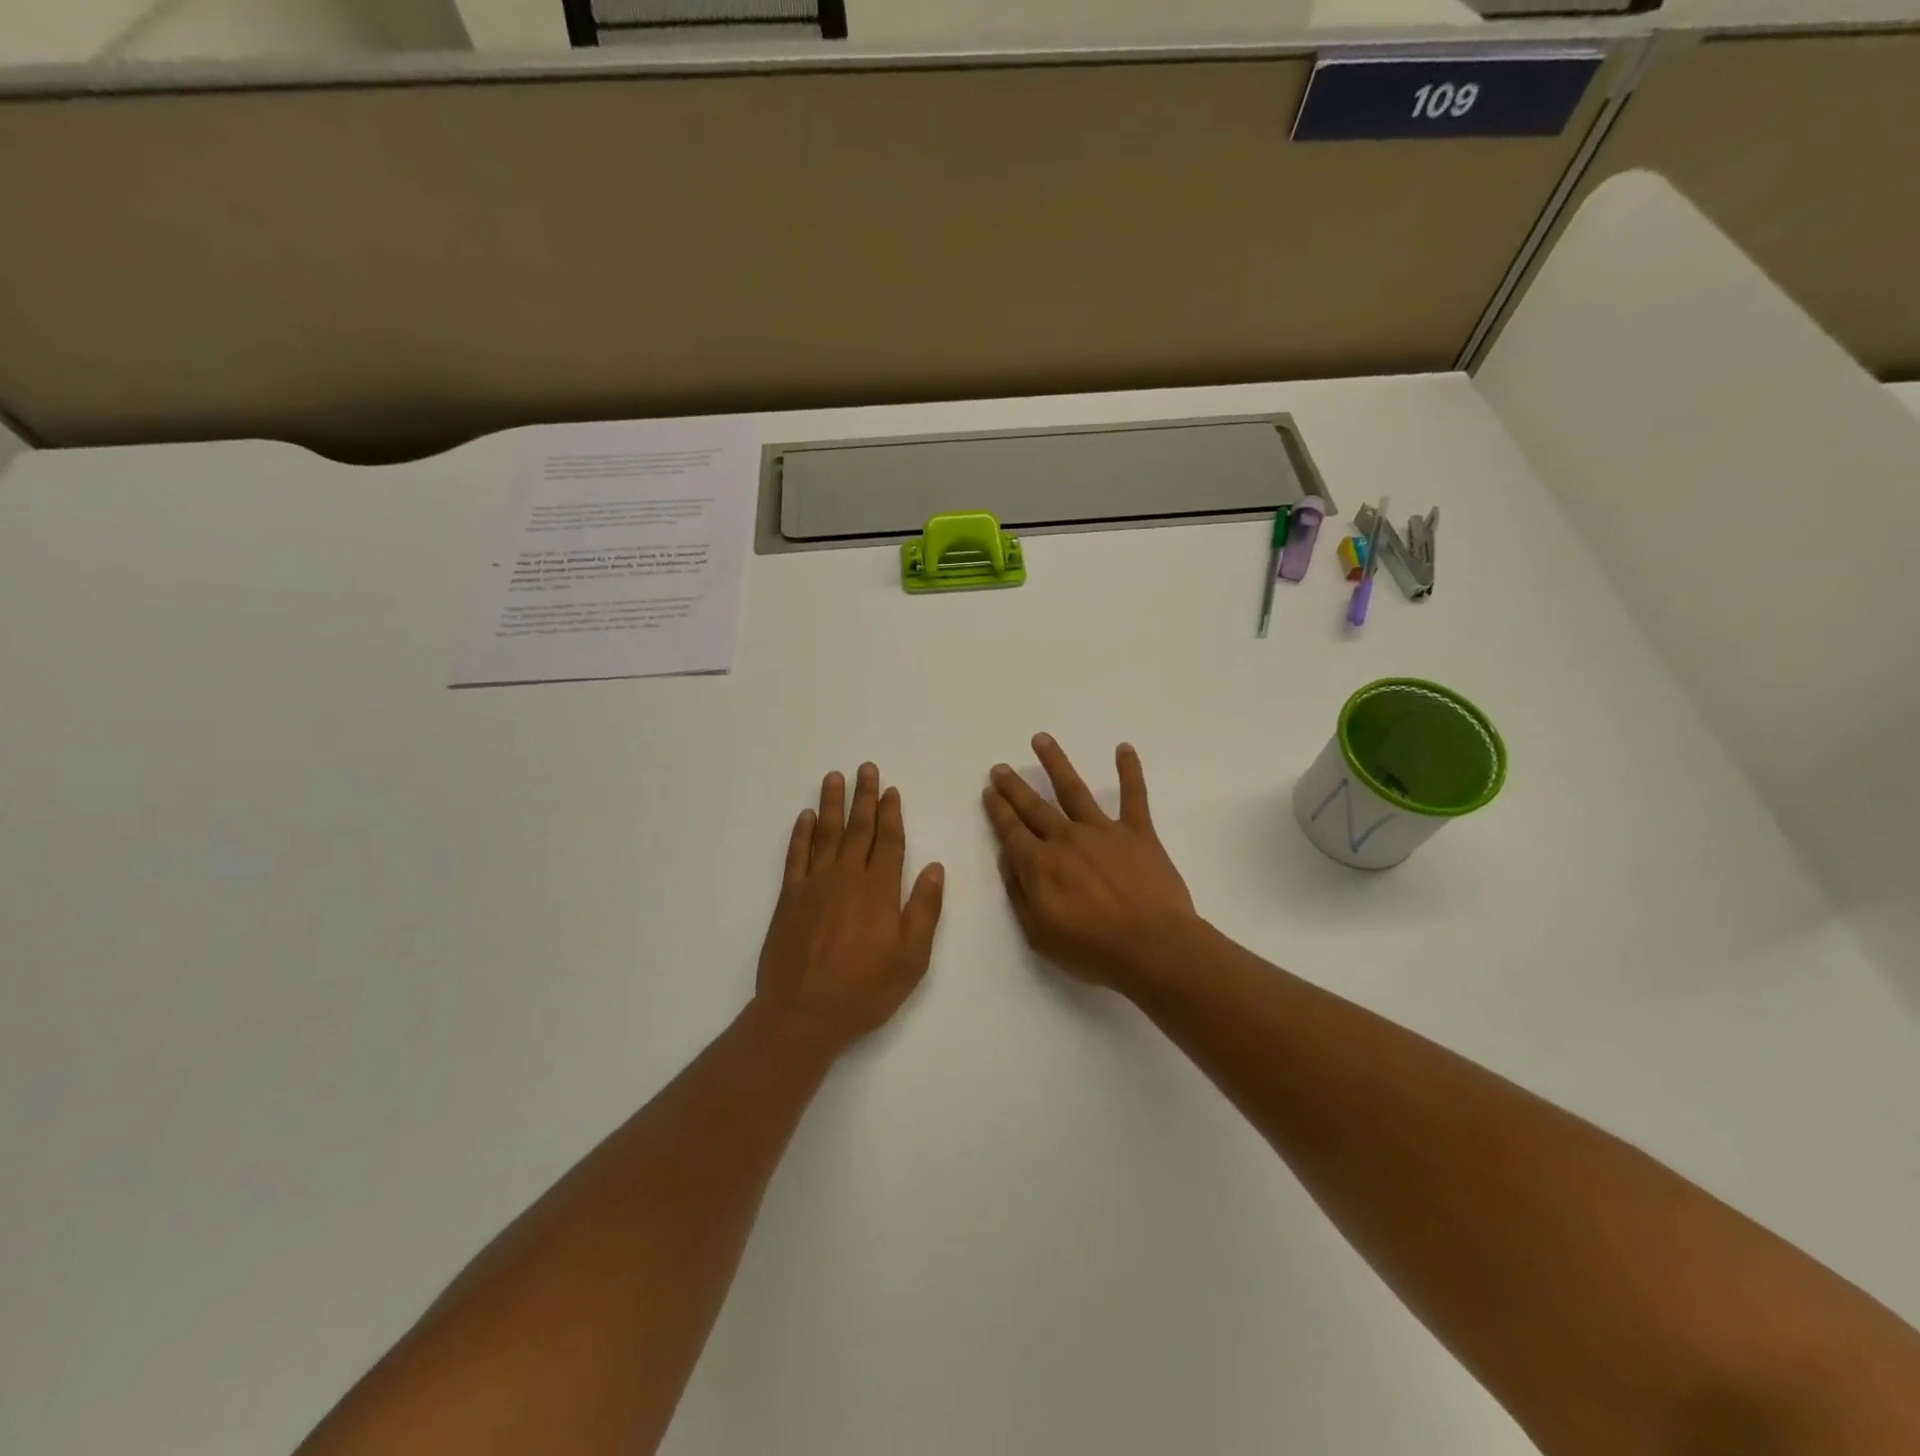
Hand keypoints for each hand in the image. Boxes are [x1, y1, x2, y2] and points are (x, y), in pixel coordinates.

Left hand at [754, 763, 945, 1055]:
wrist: (803, 1014)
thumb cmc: (865, 990)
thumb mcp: (911, 958)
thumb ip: (924, 909)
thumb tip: (934, 867)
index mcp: (879, 890)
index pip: (889, 841)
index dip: (891, 813)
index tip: (891, 790)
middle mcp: (847, 877)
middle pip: (858, 828)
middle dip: (864, 797)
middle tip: (865, 768)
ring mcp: (814, 884)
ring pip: (826, 833)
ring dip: (832, 804)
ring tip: (835, 777)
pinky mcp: (789, 898)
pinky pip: (796, 856)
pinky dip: (801, 833)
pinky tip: (805, 817)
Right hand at [983, 734, 1198, 991]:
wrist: (1153, 948)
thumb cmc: (1093, 949)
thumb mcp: (1039, 934)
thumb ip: (1020, 893)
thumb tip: (1009, 859)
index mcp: (1040, 864)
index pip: (1011, 831)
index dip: (998, 810)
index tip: (989, 791)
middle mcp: (1066, 838)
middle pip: (1034, 806)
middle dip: (1014, 786)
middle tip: (1000, 767)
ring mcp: (1103, 831)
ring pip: (1073, 789)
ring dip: (1055, 763)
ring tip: (1041, 739)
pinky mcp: (1138, 833)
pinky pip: (1134, 796)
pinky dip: (1129, 771)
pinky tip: (1124, 748)